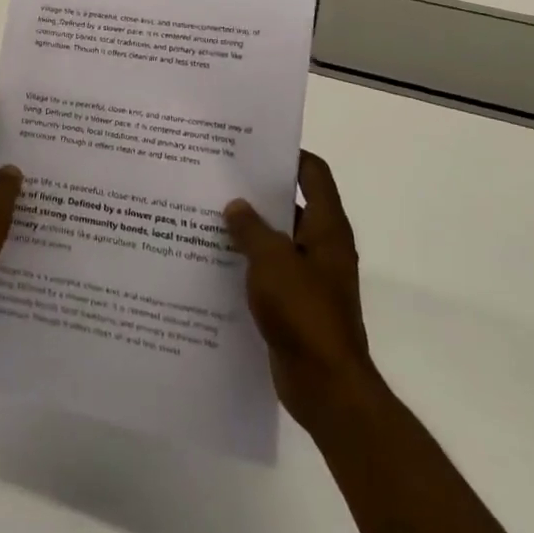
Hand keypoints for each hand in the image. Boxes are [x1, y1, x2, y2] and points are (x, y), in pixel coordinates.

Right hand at [225, 152, 380, 431]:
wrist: (326, 386)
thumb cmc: (304, 313)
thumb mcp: (272, 261)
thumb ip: (251, 229)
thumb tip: (236, 206)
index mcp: (327, 228)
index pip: (313, 173)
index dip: (288, 154)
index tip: (251, 146)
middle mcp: (322, 246)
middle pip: (290, 203)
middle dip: (257, 191)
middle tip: (217, 177)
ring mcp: (309, 277)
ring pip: (276, 239)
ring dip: (248, 229)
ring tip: (206, 213)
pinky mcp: (295, 303)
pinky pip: (269, 271)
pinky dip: (247, 262)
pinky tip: (214, 260)